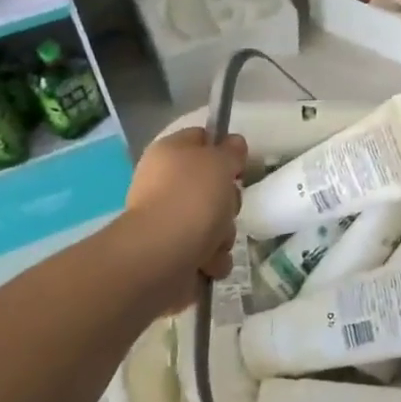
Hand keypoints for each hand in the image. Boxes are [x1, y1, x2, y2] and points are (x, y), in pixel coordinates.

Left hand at [121, 129, 246, 313]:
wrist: (162, 256)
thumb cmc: (192, 198)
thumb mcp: (220, 162)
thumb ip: (231, 151)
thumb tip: (233, 143)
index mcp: (170, 154)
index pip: (201, 139)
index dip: (223, 149)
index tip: (238, 164)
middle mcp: (164, 185)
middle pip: (212, 186)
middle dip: (228, 201)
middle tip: (226, 206)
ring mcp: (167, 221)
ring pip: (214, 221)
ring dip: (223, 234)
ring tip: (214, 242)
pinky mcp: (172, 254)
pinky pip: (207, 252)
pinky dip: (212, 259)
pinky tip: (207, 262)